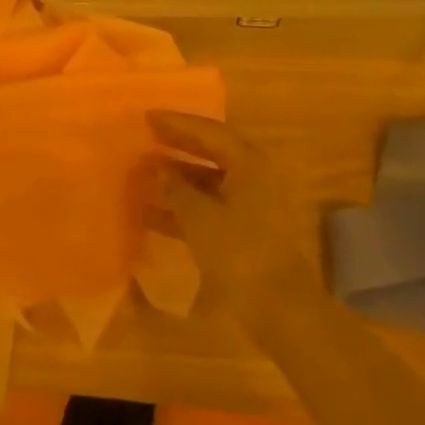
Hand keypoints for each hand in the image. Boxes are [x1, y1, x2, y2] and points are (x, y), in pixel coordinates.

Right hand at [149, 112, 323, 327]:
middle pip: (211, 151)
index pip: (208, 131)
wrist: (280, 308)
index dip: (176, 123)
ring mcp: (252, 203)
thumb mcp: (199, 216)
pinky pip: (210, 205)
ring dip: (178, 177)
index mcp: (248, 162)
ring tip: (143, 174)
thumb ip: (174, 187)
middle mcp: (254, 175)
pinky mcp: (246, 230)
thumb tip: (156, 167)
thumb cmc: (239, 252)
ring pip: (209, 180)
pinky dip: (185, 205)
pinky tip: (154, 213)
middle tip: (145, 137)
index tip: (146, 116)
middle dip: (177, 145)